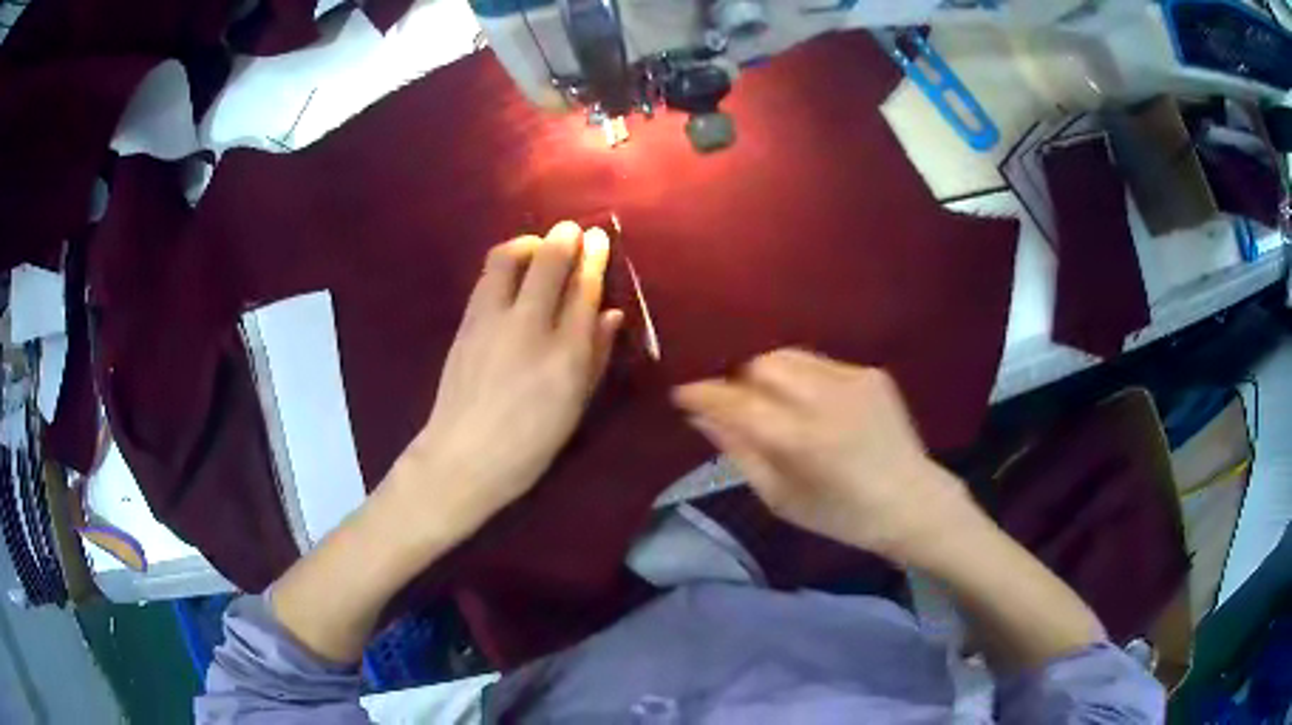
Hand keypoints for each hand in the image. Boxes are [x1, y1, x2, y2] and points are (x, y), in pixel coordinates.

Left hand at [387, 221, 622, 537]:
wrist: (462, 458)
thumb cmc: (529, 444)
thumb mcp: (574, 406)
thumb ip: (596, 356)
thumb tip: (611, 314)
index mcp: (564, 355)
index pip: (583, 290)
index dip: (593, 258)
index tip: (597, 238)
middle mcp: (527, 327)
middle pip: (547, 263)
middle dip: (563, 238)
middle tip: (572, 230)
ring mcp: (490, 322)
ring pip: (507, 259)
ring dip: (527, 244)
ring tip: (538, 247)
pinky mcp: (465, 324)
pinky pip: (486, 278)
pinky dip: (505, 264)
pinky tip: (512, 273)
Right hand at [673, 349, 979, 566]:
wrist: (912, 501)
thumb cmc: (841, 515)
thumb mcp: (781, 498)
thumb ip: (738, 453)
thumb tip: (702, 416)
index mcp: (799, 439)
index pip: (735, 400)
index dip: (703, 392)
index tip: (682, 393)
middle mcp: (824, 398)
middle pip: (760, 364)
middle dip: (739, 380)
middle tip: (736, 404)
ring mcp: (852, 379)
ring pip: (788, 356)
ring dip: (769, 374)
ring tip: (771, 401)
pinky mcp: (871, 373)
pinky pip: (820, 363)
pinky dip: (803, 378)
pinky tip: (811, 404)